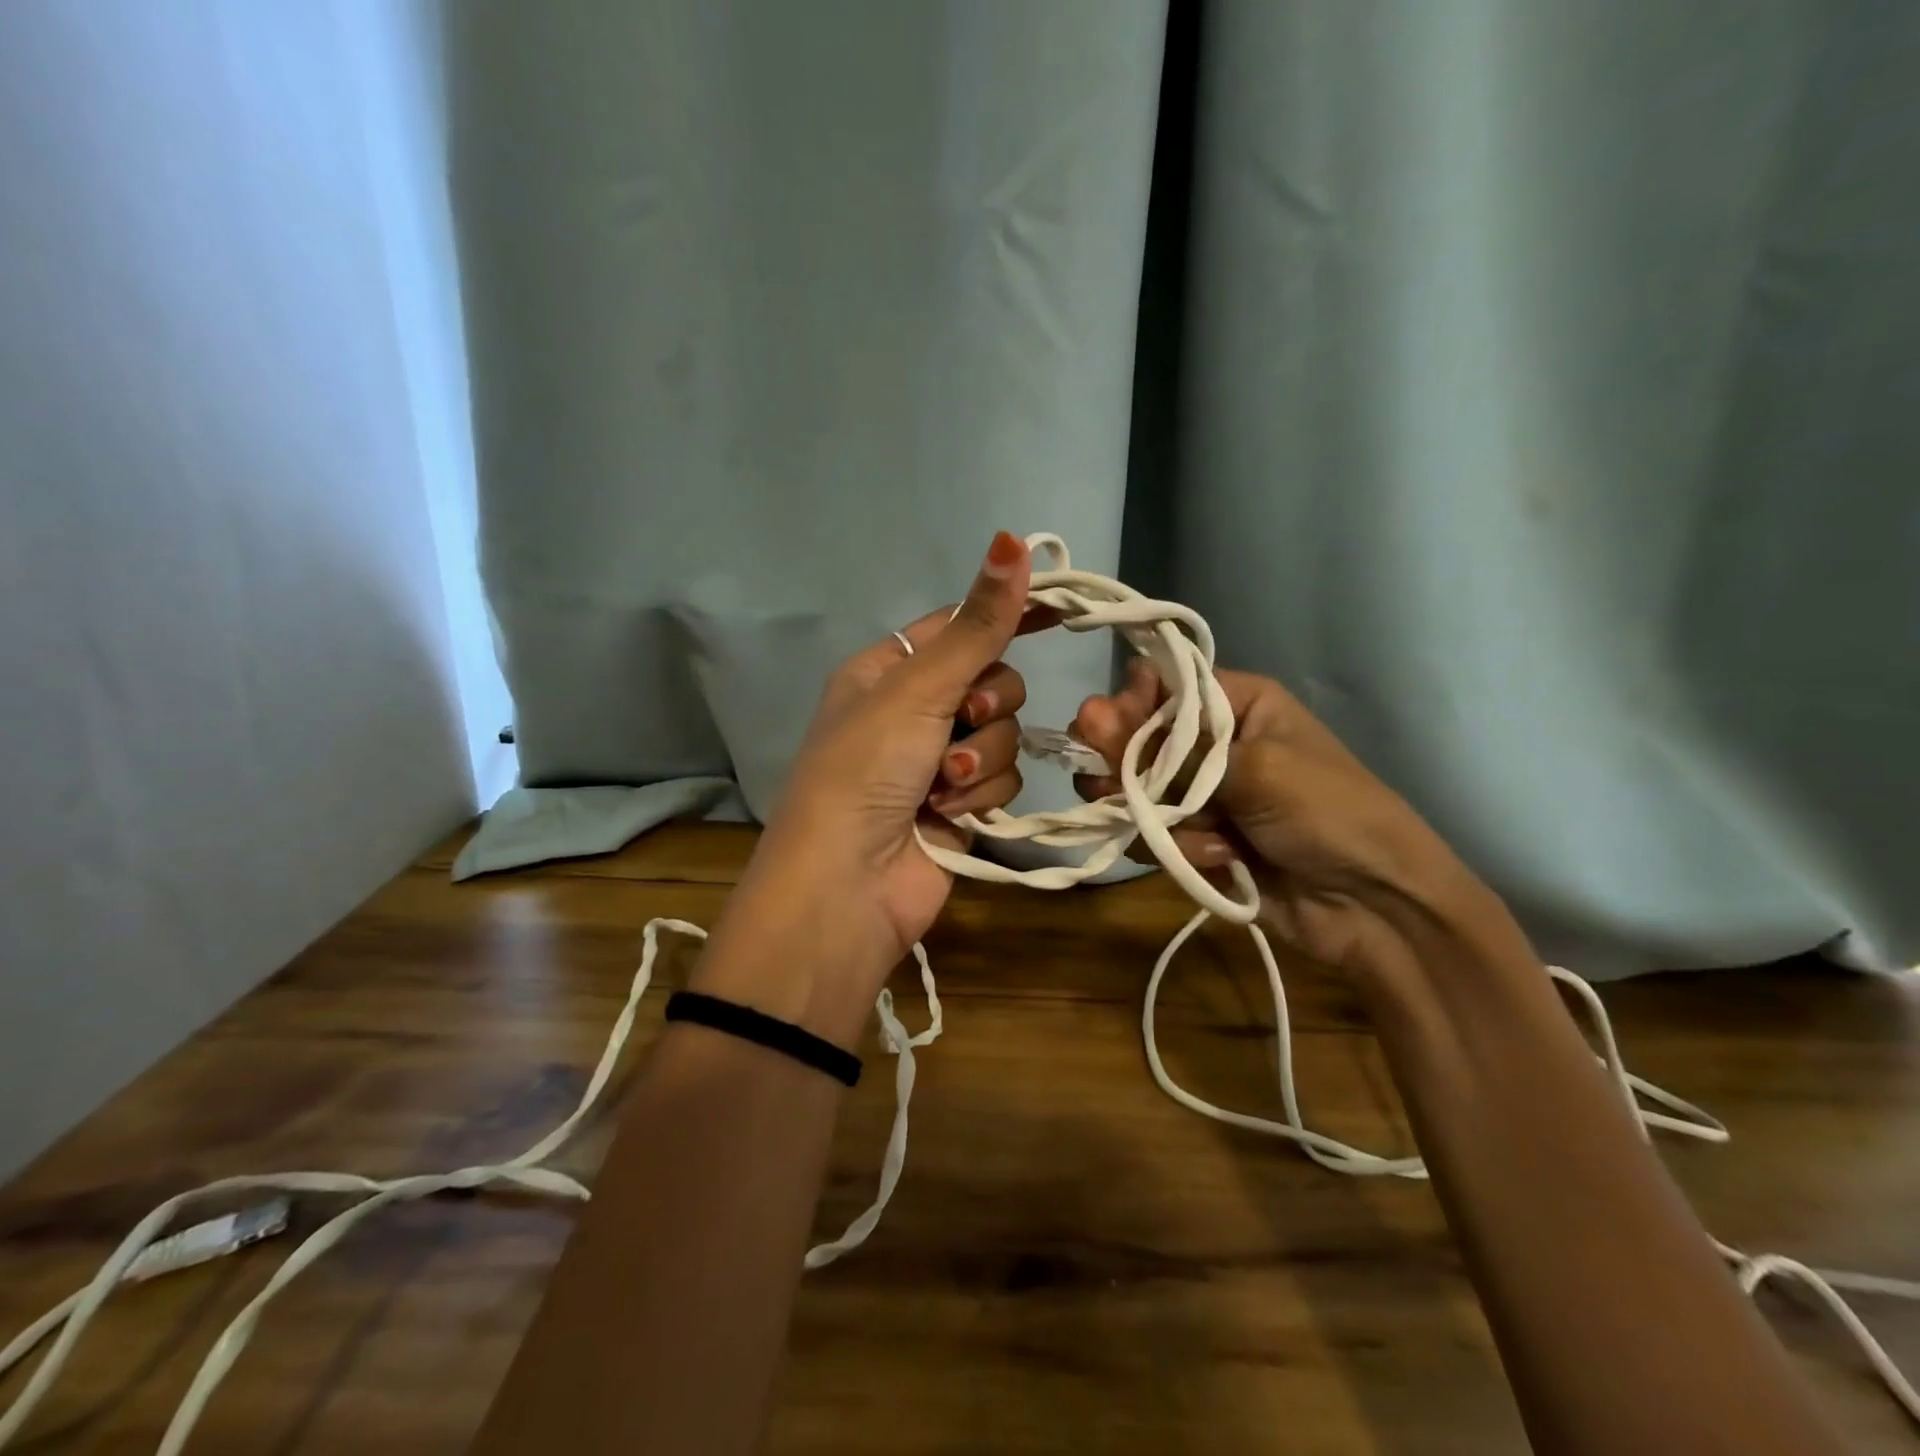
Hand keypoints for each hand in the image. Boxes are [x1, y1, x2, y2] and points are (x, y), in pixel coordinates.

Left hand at [698, 532, 1042, 1043]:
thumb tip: (1013, 540)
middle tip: (960, 724)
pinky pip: (1002, 780)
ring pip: (1005, 734)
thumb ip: (976, 625)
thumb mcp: (917, 689)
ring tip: (940, 788)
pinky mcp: (962, 807)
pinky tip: (947, 816)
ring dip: (979, 760)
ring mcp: (938, 762)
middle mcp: (914, 711)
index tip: (1060, 610)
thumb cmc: (864, 772)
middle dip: (985, 706)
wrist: (846, 888)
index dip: (1003, 615)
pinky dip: (981, 797)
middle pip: (993, 681)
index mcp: (888, 670)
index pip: (959, 626)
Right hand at [1071, 661, 1479, 976]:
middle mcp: (1211, 743)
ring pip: (1136, 793)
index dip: (1129, 707)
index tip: (1111, 733)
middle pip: (1135, 741)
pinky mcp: (1195, 839)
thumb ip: (1169, 750)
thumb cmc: (1327, 813)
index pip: (1158, 686)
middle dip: (1127, 769)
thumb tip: (1089, 712)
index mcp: (1235, 705)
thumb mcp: (1254, 770)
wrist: (1374, 906)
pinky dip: (1180, 850)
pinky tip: (1222, 860)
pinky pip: (1154, 835)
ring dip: (1159, 817)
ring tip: (1200, 835)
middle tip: (1123, 791)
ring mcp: (1201, 795)